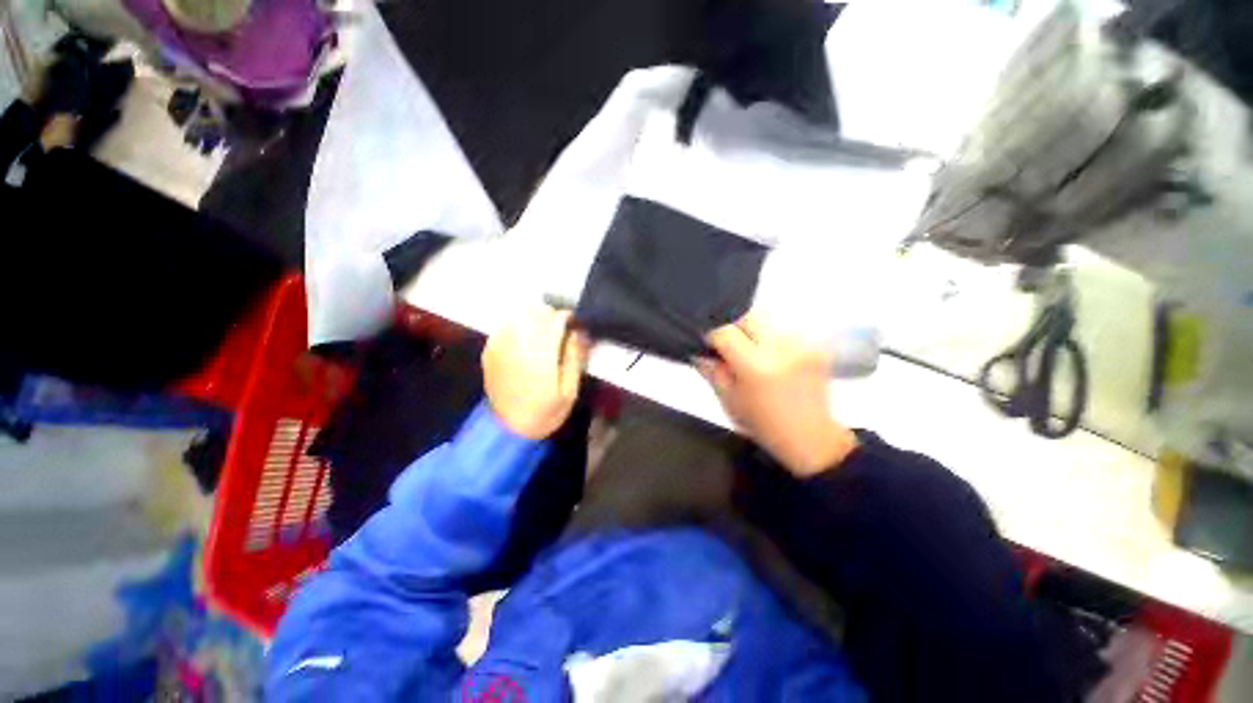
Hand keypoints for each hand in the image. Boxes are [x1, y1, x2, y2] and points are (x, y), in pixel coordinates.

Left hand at [483, 306, 589, 439]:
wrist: (508, 430)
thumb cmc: (545, 413)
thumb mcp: (570, 391)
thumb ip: (575, 357)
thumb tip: (579, 331)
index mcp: (539, 357)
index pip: (554, 320)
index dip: (568, 317)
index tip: (576, 323)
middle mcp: (516, 346)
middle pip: (534, 311)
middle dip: (551, 314)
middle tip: (561, 328)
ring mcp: (499, 346)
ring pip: (518, 314)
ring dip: (534, 316)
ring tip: (544, 331)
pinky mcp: (489, 350)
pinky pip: (505, 324)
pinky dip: (518, 323)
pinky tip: (526, 337)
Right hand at [697, 313, 856, 476]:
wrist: (811, 438)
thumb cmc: (763, 425)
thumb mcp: (728, 400)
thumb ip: (711, 371)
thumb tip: (698, 350)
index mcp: (755, 365)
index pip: (725, 331)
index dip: (712, 335)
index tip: (710, 345)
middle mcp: (780, 348)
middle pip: (747, 316)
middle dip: (734, 328)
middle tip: (730, 347)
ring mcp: (802, 345)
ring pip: (766, 321)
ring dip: (754, 333)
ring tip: (753, 355)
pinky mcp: (816, 346)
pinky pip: (784, 331)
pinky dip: (772, 340)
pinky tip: (773, 359)